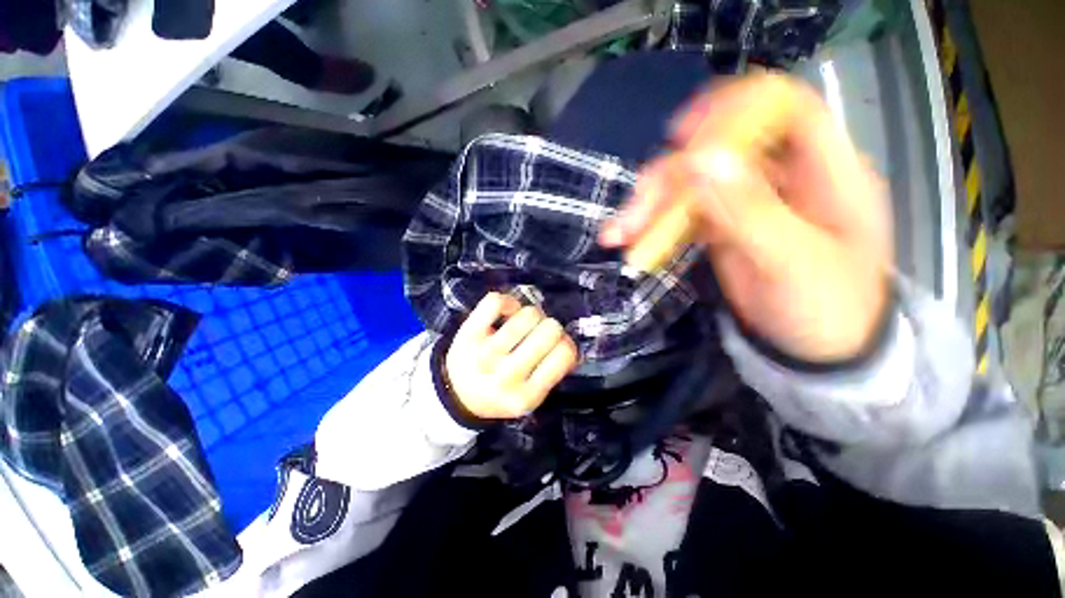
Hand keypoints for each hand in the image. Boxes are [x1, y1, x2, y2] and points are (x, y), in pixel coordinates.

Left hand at [445, 292, 579, 418]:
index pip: (564, 353)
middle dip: (550, 327)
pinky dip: (508, 301)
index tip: (556, 345)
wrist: (458, 394)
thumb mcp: (531, 396)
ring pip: (527, 314)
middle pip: (549, 329)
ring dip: (531, 315)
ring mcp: (485, 354)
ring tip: (523, 325)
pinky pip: (496, 302)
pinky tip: (507, 313)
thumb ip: (554, 373)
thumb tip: (571, 344)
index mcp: (527, 395)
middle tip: (538, 334)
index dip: (566, 343)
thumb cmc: (501, 393)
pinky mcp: (468, 334)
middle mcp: (506, 375)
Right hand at [600, 74, 892, 362]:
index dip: (736, 108)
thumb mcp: (793, 262)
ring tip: (618, 234)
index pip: (783, 109)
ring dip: (650, 206)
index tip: (683, 132)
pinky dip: (654, 225)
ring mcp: (746, 201)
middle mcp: (781, 177)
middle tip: (635, 212)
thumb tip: (700, 161)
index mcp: (824, 172)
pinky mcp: (721, 226)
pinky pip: (682, 214)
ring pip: (691, 185)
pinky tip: (630, 240)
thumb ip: (749, 211)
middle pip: (719, 151)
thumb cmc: (827, 308)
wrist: (817, 349)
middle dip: (669, 179)